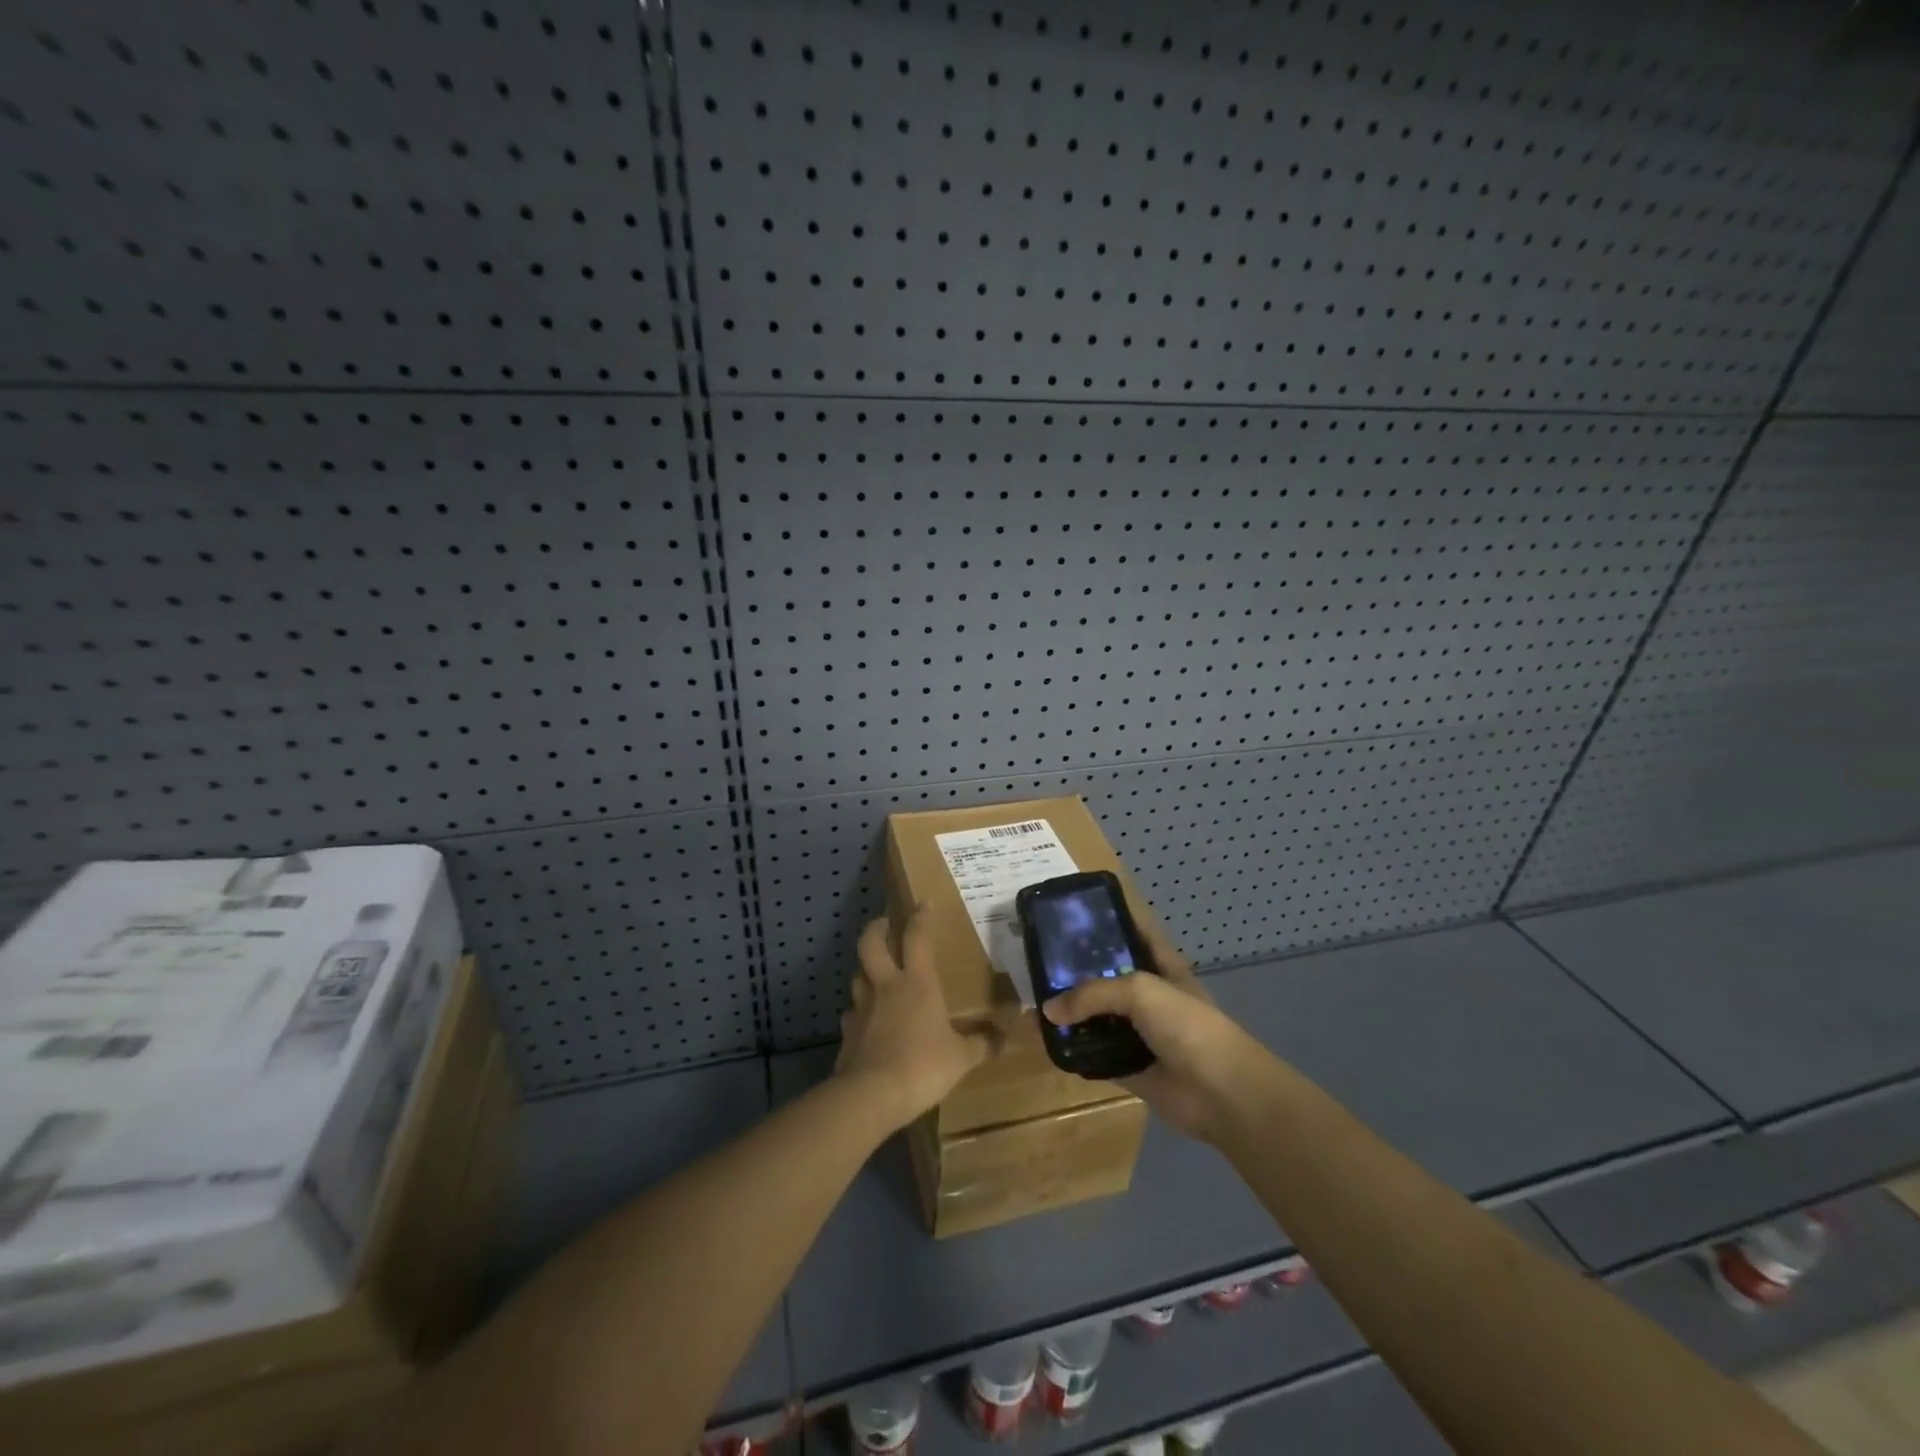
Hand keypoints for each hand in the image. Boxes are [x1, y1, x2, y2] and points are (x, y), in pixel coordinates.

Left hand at [834, 909, 1003, 1129]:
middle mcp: (886, 986)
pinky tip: (867, 1019)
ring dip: (866, 969)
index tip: (924, 903)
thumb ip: (982, 1045)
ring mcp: (862, 1007)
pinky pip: (851, 1012)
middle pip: (871, 943)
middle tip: (885, 925)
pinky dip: (859, 1010)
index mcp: (917, 983)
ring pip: (857, 974)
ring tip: (876, 973)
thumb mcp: (961, 1058)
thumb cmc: (922, 1067)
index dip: (921, 917)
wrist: (871, 1095)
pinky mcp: (847, 1031)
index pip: (917, 937)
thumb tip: (1005, 1038)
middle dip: (877, 928)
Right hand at [1042, 916, 1265, 1143]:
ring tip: (1035, 1002)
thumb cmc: (1187, 1026)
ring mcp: (1139, 1033)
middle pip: (1108, 976)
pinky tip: (1048, 1042)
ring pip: (1098, 1017)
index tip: (1071, 913)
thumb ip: (1093, 994)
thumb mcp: (1140, 991)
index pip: (1132, 932)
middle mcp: (1148, 996)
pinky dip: (1075, 1051)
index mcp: (1160, 966)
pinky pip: (1095, 1055)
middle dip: (1077, 970)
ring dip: (1072, 1013)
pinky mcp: (1130, 1067)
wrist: (1221, 1093)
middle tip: (1038, 961)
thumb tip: (1048, 1010)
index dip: (1107, 920)